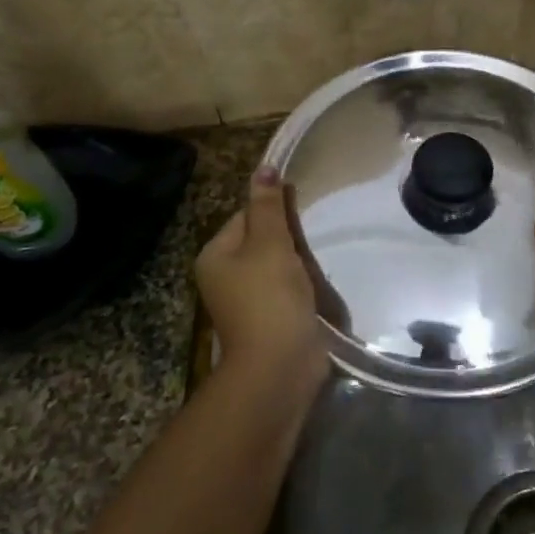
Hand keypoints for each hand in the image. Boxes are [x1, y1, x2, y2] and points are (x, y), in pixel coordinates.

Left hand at [195, 168, 328, 395]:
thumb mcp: (270, 244)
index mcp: (216, 255)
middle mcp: (224, 276)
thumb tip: (264, 167)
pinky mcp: (270, 318)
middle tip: (314, 236)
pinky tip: (317, 284)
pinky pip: (286, 288)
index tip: (302, 211)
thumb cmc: (270, 298)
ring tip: (318, 259)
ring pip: (277, 264)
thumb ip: (268, 206)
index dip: (275, 210)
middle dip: (289, 237)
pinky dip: (302, 284)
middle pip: (261, 239)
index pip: (246, 215)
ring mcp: (247, 300)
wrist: (280, 366)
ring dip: (298, 261)